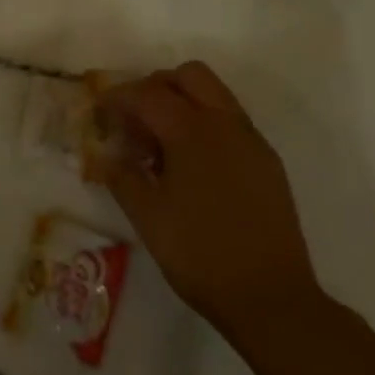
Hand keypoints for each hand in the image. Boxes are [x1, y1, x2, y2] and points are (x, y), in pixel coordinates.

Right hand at [99, 63, 324, 339]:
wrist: (272, 299)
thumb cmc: (201, 255)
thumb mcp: (148, 218)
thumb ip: (122, 177)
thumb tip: (106, 154)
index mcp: (191, 131)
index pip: (147, 94)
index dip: (119, 98)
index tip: (101, 113)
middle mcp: (224, 122)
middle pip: (188, 75)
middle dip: (157, 87)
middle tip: (137, 120)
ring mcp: (250, 139)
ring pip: (215, 93)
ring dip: (185, 101)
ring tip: (165, 143)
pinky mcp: (267, 160)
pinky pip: (232, 120)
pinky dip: (207, 124)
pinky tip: (196, 166)